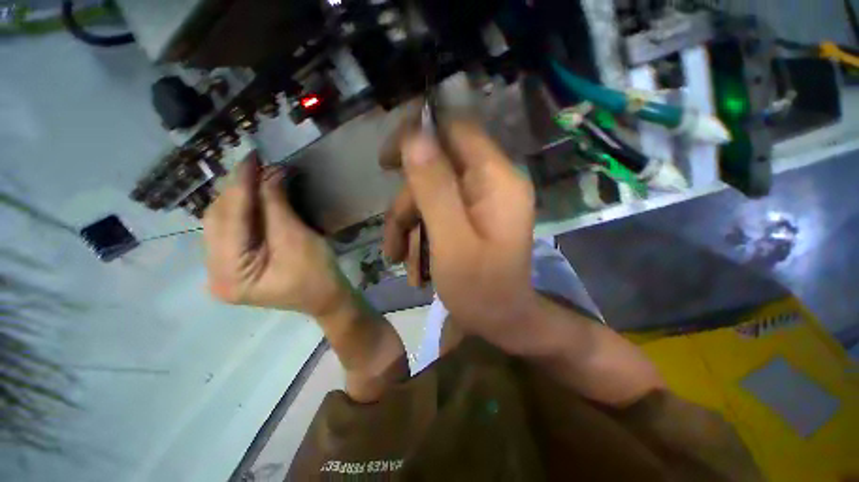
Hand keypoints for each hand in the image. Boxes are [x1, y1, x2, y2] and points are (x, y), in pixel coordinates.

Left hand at [203, 153, 350, 315]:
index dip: (241, 185)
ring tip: (256, 176)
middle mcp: (215, 274)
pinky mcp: (232, 265)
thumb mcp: (297, 238)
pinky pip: (230, 230)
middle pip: (217, 220)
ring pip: (221, 222)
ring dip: (238, 197)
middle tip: (257, 165)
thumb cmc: (318, 273)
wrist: (326, 297)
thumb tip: (271, 171)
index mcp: (230, 275)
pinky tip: (253, 197)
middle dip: (237, 189)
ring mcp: (221, 270)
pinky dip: (242, 210)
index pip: (229, 219)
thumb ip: (277, 205)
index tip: (252, 157)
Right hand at [383, 120, 538, 352]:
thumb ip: (435, 190)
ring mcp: (481, 200)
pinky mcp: (472, 216)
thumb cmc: (482, 291)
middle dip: (409, 204)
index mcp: (496, 180)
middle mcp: (491, 182)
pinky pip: (438, 211)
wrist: (504, 322)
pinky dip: (421, 234)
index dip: (419, 136)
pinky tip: (414, 265)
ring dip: (410, 225)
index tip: (388, 162)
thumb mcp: (452, 242)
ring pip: (432, 194)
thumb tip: (415, 139)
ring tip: (400, 260)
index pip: (456, 130)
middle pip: (436, 170)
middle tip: (394, 243)